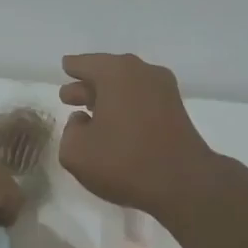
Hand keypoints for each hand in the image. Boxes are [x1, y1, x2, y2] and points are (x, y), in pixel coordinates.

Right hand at [58, 53, 217, 217]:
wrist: (183, 183)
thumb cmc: (124, 162)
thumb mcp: (76, 152)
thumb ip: (70, 131)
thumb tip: (82, 121)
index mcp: (115, 73)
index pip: (85, 64)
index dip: (72, 67)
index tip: (65, 67)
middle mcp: (142, 72)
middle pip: (108, 72)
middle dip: (87, 85)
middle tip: (69, 96)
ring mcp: (163, 90)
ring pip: (126, 86)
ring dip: (107, 97)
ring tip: (89, 112)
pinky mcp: (176, 110)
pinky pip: (142, 99)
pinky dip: (126, 106)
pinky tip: (115, 124)